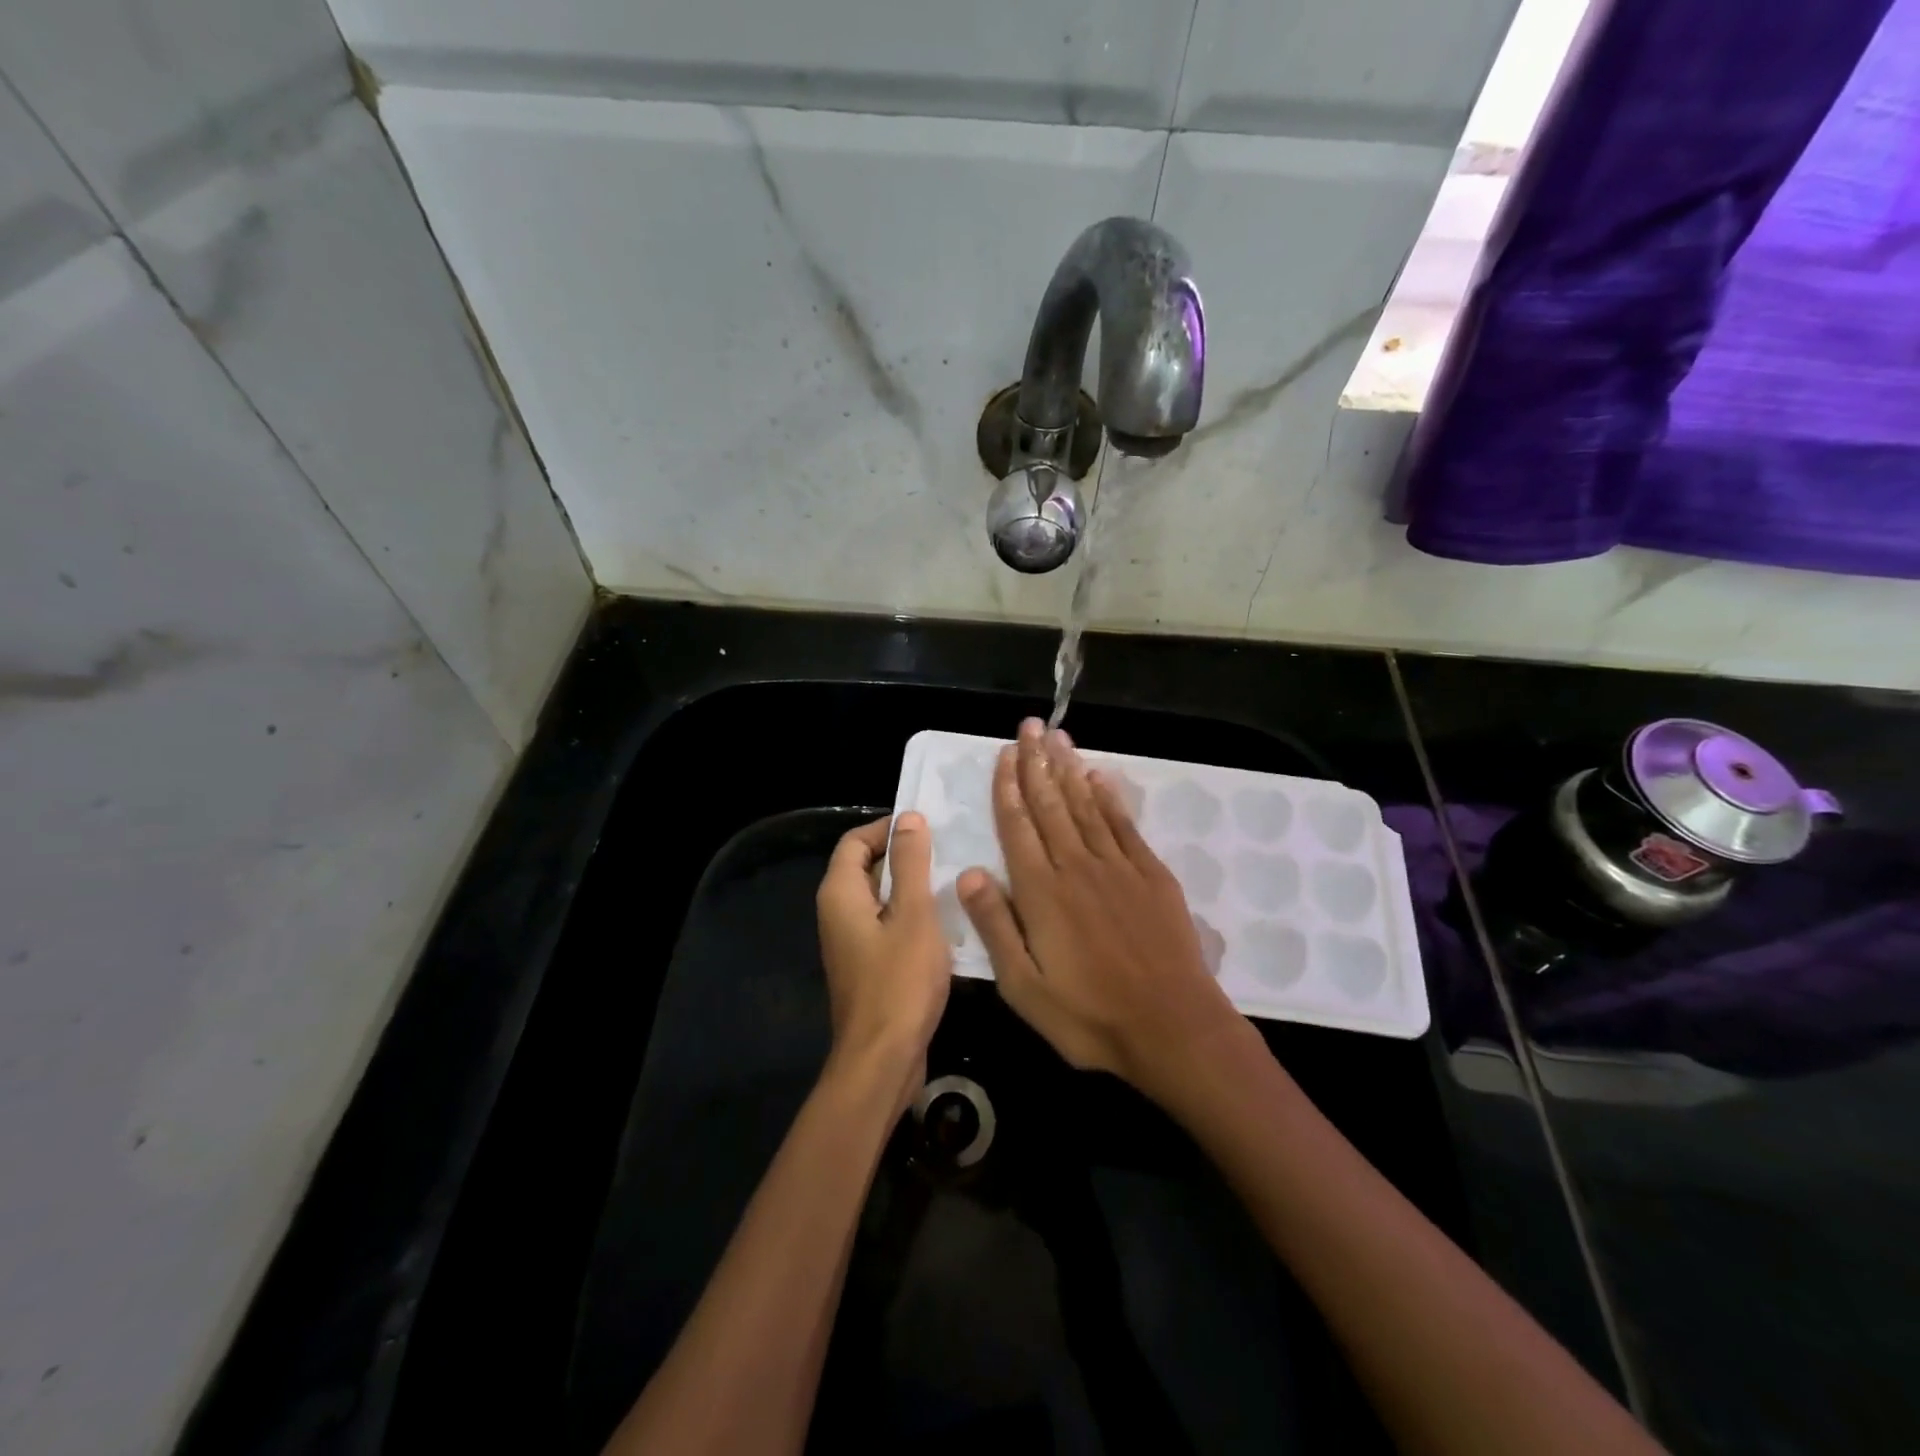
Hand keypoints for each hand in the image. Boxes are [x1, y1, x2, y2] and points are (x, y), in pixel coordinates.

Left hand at [816, 813, 951, 1108]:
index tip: (929, 828)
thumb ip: (910, 863)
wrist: (883, 1060)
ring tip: (954, 881)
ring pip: (881, 898)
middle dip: (905, 856)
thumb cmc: (899, 981)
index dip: (889, 828)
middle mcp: (838, 913)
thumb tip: (908, 818)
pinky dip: (911, 916)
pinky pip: (887, 925)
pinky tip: (946, 922)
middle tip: (949, 851)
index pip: (856, 840)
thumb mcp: (913, 914)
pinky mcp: (867, 965)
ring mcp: (852, 942)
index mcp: (840, 893)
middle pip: (867, 867)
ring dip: (913, 887)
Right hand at [958, 720, 1245, 1100]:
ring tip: (1057, 738)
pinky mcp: (1151, 875)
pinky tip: (1098, 777)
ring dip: (1069, 769)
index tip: (1004, 754)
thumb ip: (995, 926)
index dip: (1008, 788)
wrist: (1173, 1027)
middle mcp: (1076, 867)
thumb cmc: (1090, 1016)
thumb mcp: (1024, 987)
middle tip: (1029, 727)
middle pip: (1051, 805)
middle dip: (1036, 763)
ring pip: (1086, 805)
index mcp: (1041, 893)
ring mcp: (1118, 867)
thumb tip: (969, 873)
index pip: (1018, 827)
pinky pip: (1123, 825)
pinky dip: (1109, 797)